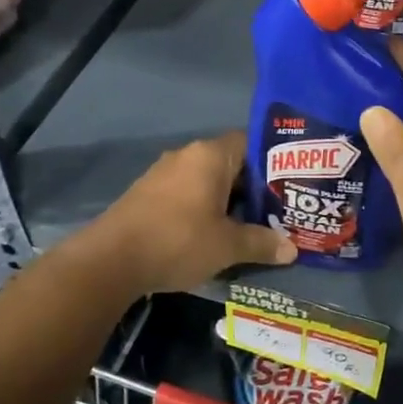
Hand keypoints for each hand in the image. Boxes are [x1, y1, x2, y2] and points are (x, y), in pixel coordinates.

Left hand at [81, 132, 295, 296]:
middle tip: (275, 211)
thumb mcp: (227, 246)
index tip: (288, 185)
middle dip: (251, 187)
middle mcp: (186, 155)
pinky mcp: (147, 194)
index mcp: (210, 155)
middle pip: (229, 163)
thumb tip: (292, 249)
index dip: (271, 163)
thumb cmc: (178, 241)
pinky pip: (185, 193)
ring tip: (248, 226)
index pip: (250, 143)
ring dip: (225, 200)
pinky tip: (211, 233)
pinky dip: (202, 208)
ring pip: (206, 180)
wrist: (110, 260)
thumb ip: (261, 243)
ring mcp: (162, 173)